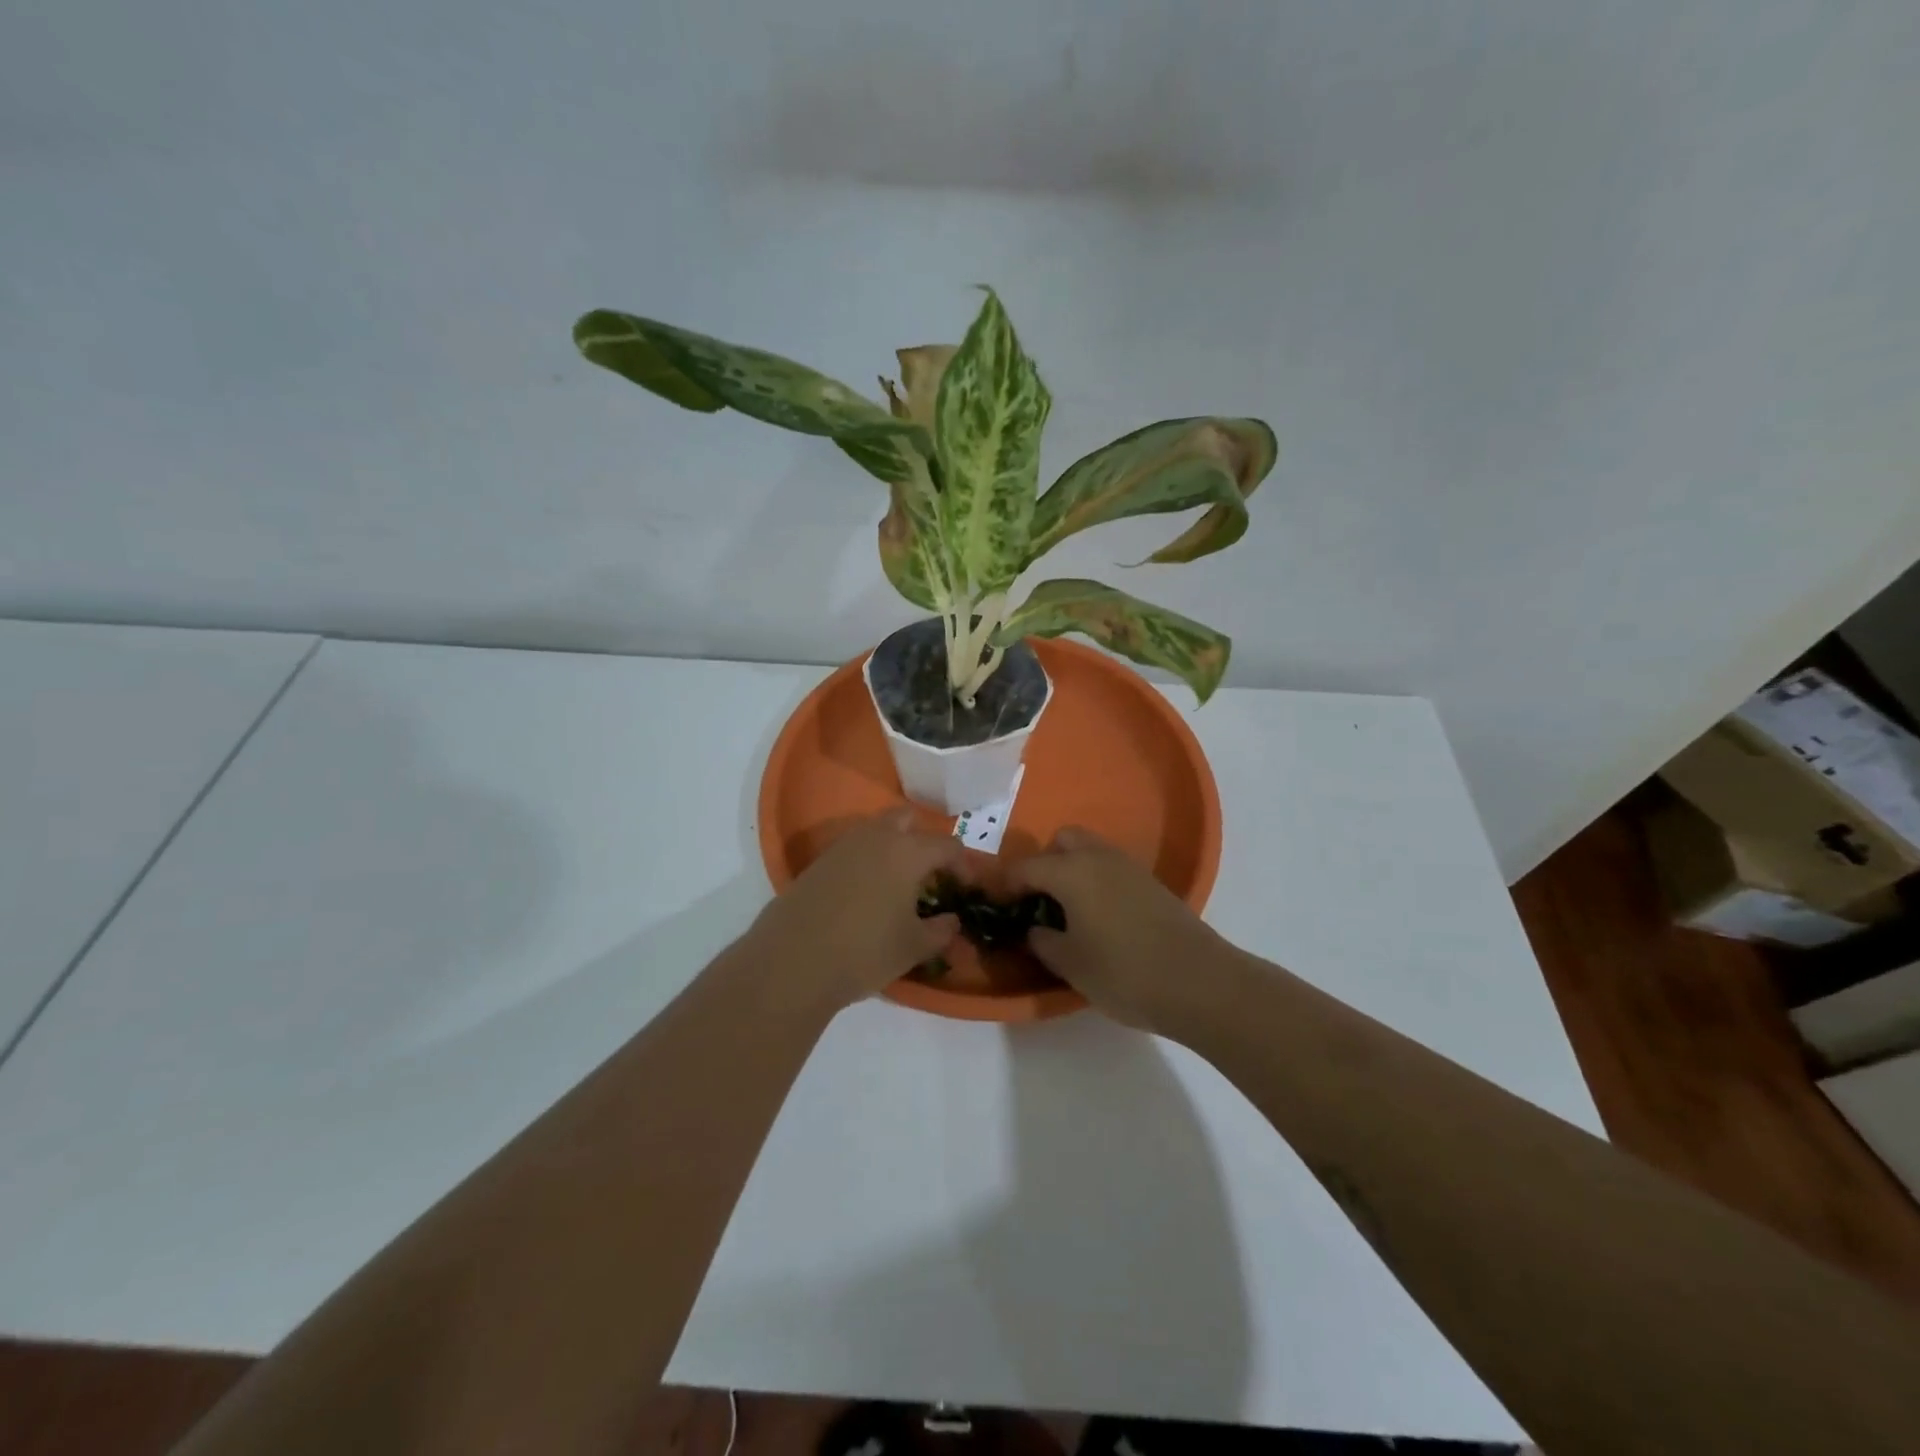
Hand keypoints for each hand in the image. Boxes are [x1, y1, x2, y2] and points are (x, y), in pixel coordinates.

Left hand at [746, 810, 963, 1012]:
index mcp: (908, 851)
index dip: (963, 865)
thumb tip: (952, 921)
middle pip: (908, 820)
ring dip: (893, 848)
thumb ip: (941, 931)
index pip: (947, 845)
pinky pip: (853, 850)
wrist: (792, 961)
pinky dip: (867, 862)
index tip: (966, 888)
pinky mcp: (818, 863)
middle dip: (924, 841)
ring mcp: (843, 847)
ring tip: (899, 885)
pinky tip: (866, 895)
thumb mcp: (914, 947)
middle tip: (930, 875)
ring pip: (877, 831)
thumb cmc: (865, 951)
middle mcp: (876, 837)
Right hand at [1010, 827, 1243, 1034]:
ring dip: (1073, 869)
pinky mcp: (1151, 883)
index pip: (1026, 868)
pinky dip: (1097, 880)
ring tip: (1068, 911)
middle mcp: (1098, 858)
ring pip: (1090, 850)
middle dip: (1045, 863)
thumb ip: (1043, 942)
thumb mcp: (1071, 964)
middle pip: (1063, 841)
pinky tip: (1100, 917)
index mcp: (1071, 872)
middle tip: (1039, 901)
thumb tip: (1034, 929)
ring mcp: (1129, 867)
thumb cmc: (1124, 972)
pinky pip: (1111, 868)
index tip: (998, 905)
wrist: (1199, 982)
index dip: (1006, 885)